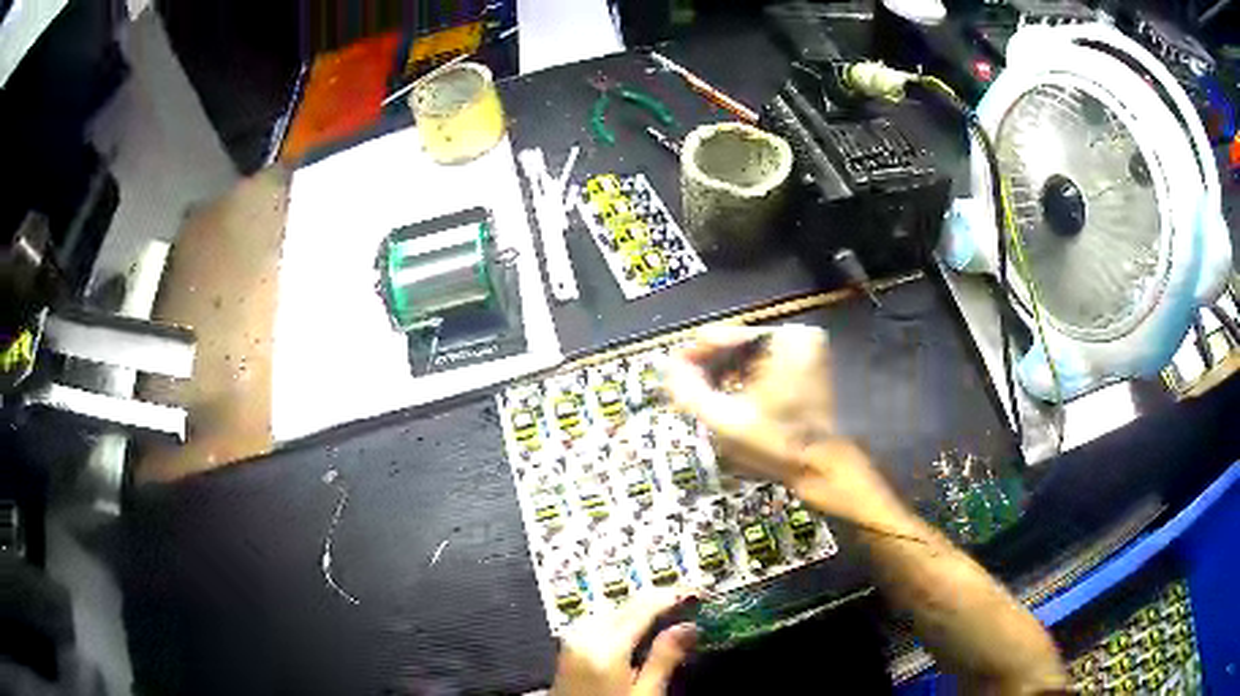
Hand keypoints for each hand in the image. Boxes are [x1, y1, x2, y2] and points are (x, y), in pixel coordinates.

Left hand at [551, 590, 696, 695]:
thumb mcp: (645, 694)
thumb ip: (665, 658)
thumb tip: (689, 626)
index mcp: (605, 646)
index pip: (643, 607)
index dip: (672, 596)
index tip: (698, 593)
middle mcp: (584, 634)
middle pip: (625, 606)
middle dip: (657, 603)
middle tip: (688, 607)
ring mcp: (571, 639)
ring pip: (612, 612)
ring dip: (639, 612)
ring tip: (669, 619)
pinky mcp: (567, 647)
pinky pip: (599, 623)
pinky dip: (621, 622)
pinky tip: (638, 634)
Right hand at [662, 324, 895, 523]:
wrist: (822, 468)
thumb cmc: (776, 443)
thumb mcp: (725, 420)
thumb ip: (690, 391)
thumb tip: (667, 368)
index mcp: (785, 340)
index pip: (727, 337)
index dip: (696, 355)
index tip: (672, 373)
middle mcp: (799, 336)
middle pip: (739, 346)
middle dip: (711, 367)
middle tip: (686, 389)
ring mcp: (809, 351)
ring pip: (752, 357)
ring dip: (727, 374)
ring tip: (704, 396)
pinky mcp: (811, 367)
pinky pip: (768, 366)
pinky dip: (748, 380)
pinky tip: (730, 399)